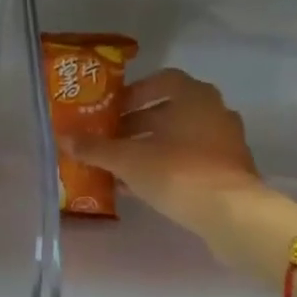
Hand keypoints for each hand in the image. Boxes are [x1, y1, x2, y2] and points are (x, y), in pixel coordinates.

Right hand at [64, 68, 285, 273]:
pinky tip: (143, 187)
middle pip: (170, 111)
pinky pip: (192, 161)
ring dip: (151, 148)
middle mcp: (215, 112)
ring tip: (121, 165)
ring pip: (180, 138)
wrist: (232, 215)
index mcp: (194, 96)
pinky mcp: (230, 171)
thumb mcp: (128, 160)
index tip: (112, 109)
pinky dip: (168, 167)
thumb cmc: (178, 172)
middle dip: (137, 124)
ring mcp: (226, 142)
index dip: (135, 92)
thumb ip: (96, 148)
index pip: (163, 80)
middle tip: (110, 139)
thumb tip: (63, 138)